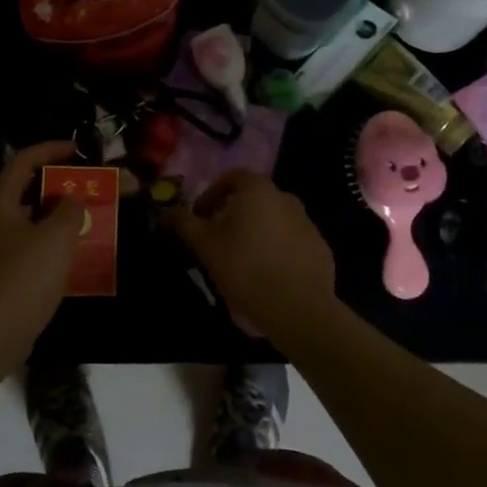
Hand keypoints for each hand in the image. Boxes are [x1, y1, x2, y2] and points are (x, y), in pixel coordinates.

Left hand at [0, 140, 83, 358]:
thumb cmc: (26, 275)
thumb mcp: (57, 236)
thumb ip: (69, 209)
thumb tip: (71, 200)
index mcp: (0, 203)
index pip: (23, 161)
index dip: (50, 149)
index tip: (77, 149)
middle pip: (25, 189)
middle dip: (56, 183)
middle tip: (85, 183)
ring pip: (29, 219)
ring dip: (56, 214)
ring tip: (86, 215)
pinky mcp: (3, 272)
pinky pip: (30, 244)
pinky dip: (51, 240)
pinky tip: (74, 252)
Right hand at [166, 171, 336, 342]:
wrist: (298, 309)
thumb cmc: (245, 268)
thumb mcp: (204, 245)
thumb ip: (183, 223)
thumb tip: (166, 212)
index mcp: (259, 191)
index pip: (233, 177)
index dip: (212, 194)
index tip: (200, 217)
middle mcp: (287, 199)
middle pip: (254, 199)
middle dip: (233, 214)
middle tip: (218, 239)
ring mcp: (308, 224)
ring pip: (274, 221)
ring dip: (256, 232)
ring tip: (241, 260)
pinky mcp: (321, 250)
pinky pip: (291, 242)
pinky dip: (277, 250)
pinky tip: (267, 275)